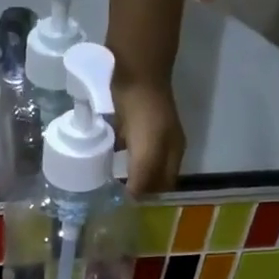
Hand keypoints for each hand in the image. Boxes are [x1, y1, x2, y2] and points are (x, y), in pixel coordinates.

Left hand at [113, 75, 184, 193]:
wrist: (138, 73)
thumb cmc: (145, 113)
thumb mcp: (148, 149)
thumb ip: (143, 175)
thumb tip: (135, 198)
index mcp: (174, 152)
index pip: (164, 184)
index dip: (149, 196)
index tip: (127, 206)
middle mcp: (165, 145)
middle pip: (152, 173)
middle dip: (137, 185)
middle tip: (114, 196)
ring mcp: (149, 132)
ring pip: (138, 159)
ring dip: (126, 170)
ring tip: (107, 182)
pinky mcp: (134, 121)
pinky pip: (126, 144)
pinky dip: (117, 153)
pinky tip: (104, 158)